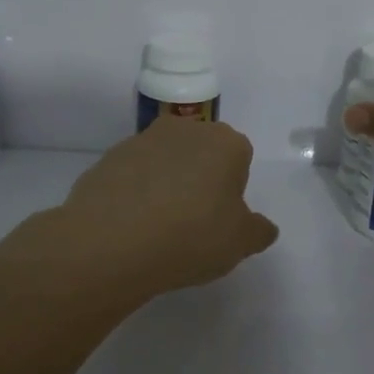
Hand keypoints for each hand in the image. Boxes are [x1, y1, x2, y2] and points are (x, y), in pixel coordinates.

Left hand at [50, 117, 278, 300]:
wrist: (111, 241)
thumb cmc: (191, 236)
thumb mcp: (239, 244)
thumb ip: (258, 231)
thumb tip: (263, 227)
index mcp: (225, 142)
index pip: (240, 157)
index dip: (233, 189)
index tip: (221, 218)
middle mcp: (186, 129)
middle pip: (202, 152)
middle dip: (201, 179)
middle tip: (193, 221)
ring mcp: (143, 139)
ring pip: (166, 161)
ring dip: (167, 183)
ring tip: (158, 227)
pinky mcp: (110, 156)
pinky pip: (134, 174)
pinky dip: (136, 192)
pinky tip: (131, 224)